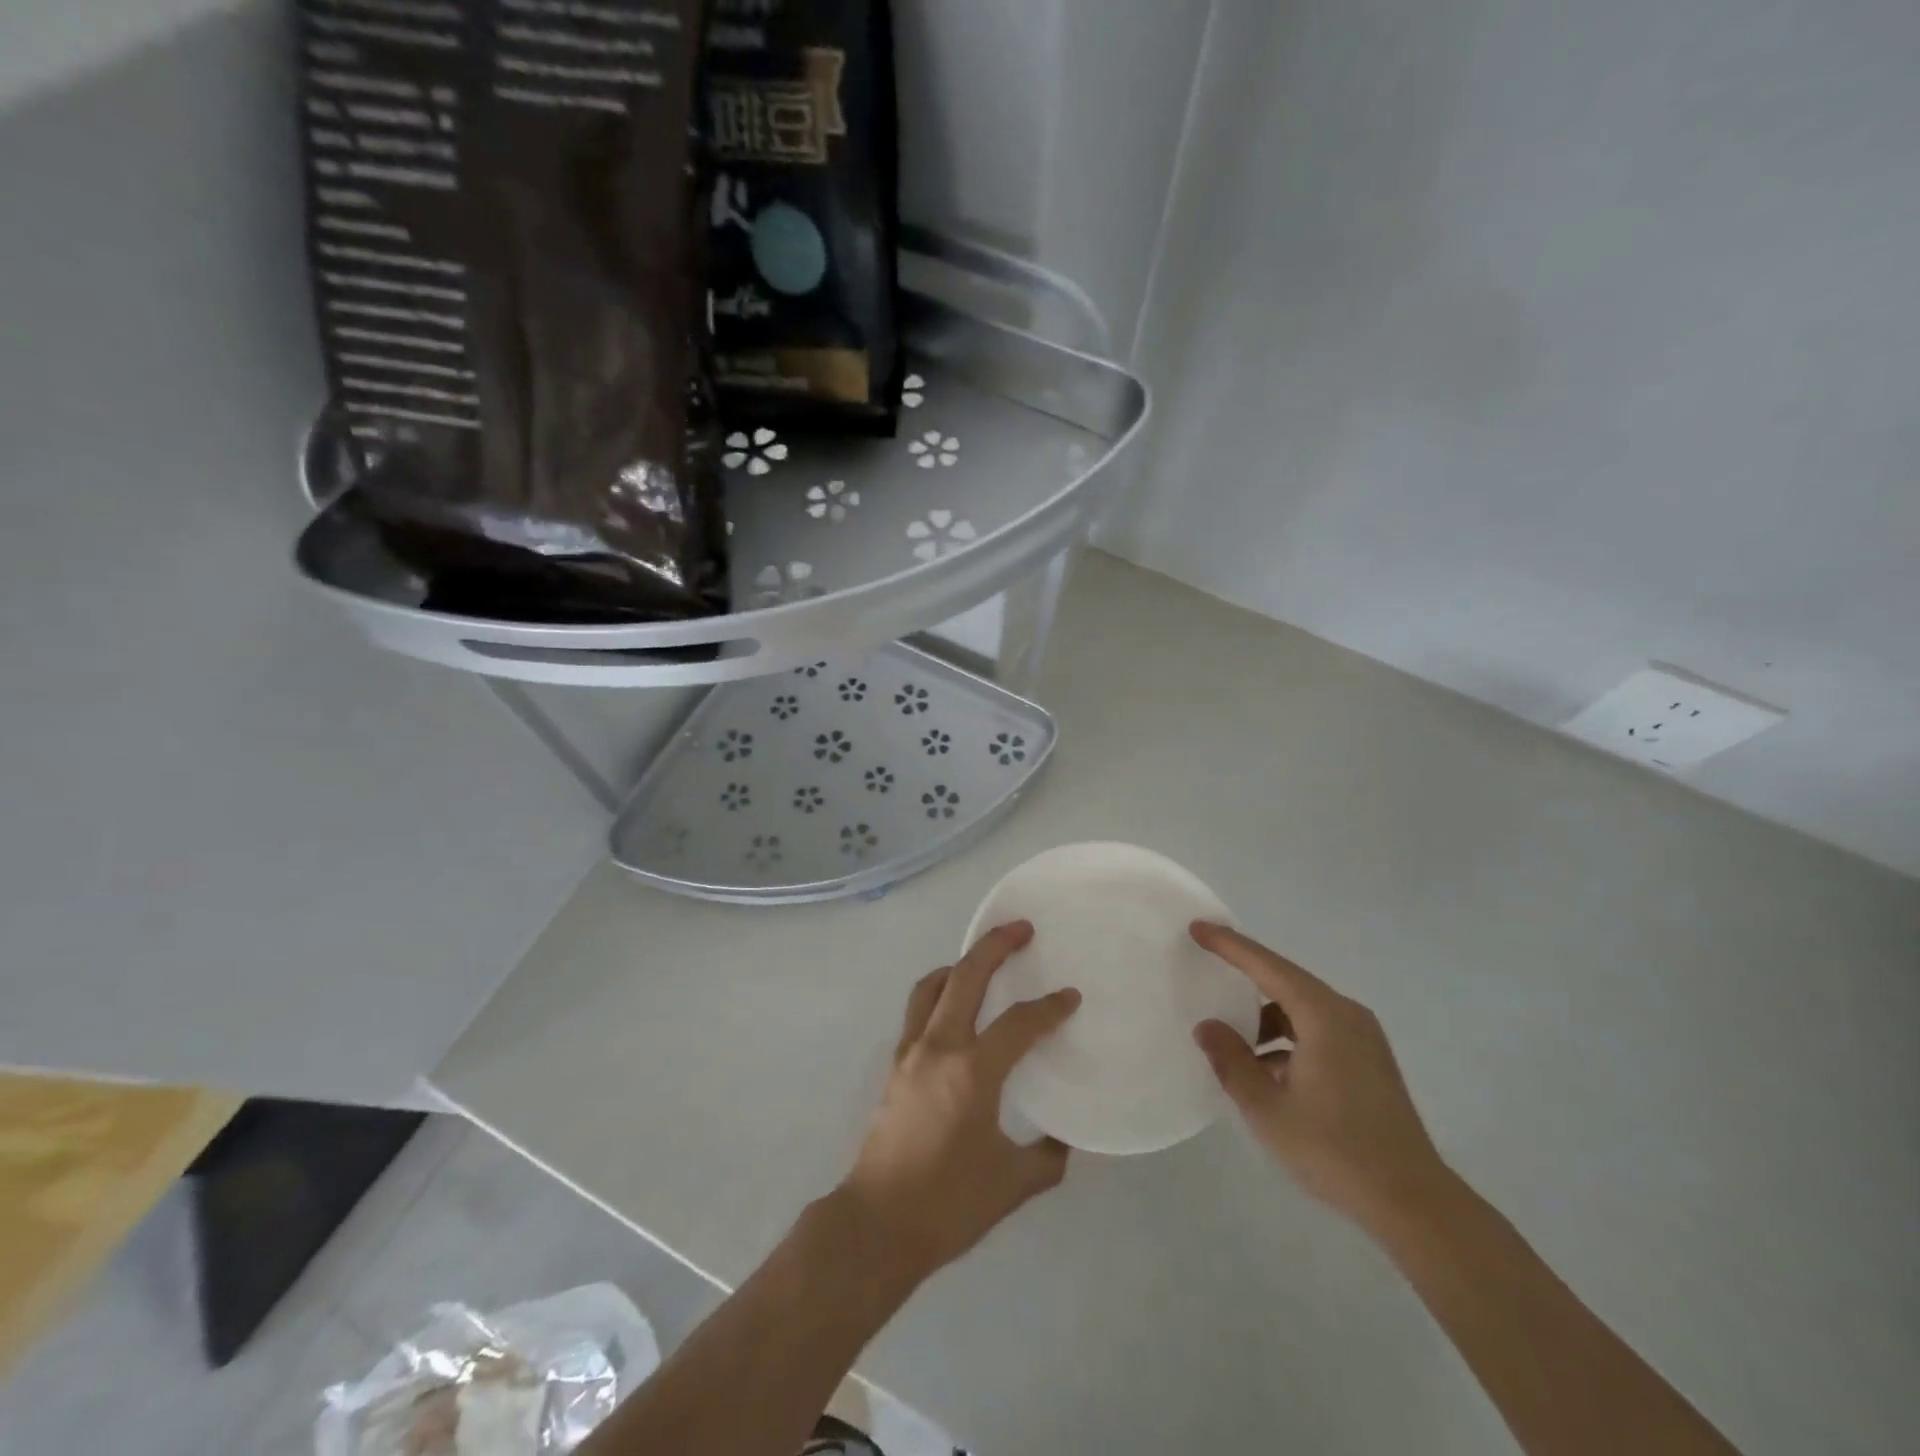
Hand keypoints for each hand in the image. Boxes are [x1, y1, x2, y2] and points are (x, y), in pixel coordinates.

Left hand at [837, 921, 1080, 1283]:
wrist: (877, 1225)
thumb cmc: (948, 1205)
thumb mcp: (1012, 1184)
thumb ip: (1047, 1157)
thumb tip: (1063, 1139)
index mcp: (972, 1072)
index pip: (1018, 1024)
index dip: (1049, 1008)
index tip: (1070, 997)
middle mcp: (938, 1048)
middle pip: (965, 978)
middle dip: (995, 946)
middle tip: (1021, 928)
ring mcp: (910, 1053)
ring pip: (932, 987)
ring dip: (959, 965)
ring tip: (982, 960)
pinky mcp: (894, 1065)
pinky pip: (918, 1011)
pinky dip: (939, 994)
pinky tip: (955, 1008)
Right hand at [1190, 923, 1449, 1233]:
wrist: (1413, 1204)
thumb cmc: (1334, 1149)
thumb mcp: (1267, 1107)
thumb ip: (1231, 1061)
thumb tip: (1208, 1027)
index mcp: (1324, 1016)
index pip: (1267, 966)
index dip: (1229, 945)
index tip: (1198, 928)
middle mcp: (1347, 1016)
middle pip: (1286, 983)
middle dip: (1246, 977)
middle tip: (1208, 970)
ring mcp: (1363, 1041)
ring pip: (1302, 1011)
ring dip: (1266, 1020)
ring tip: (1233, 1043)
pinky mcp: (1369, 1064)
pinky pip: (1318, 1033)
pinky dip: (1287, 1041)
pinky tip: (1267, 1073)